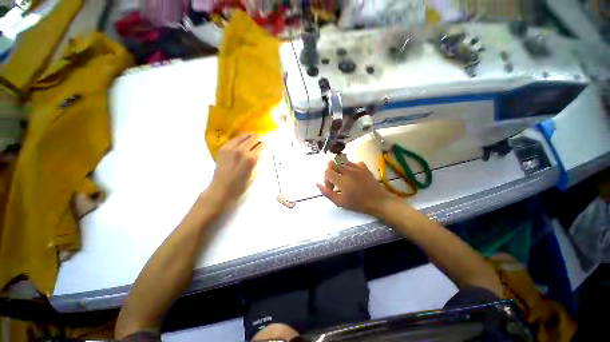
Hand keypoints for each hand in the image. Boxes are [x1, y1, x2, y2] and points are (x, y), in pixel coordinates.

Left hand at [207, 133, 264, 205]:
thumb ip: (259, 162)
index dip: (266, 146)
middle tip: (259, 145)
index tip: (266, 148)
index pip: (262, 144)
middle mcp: (241, 150)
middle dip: (259, 140)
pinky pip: (234, 139)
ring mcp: (231, 148)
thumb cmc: (241, 186)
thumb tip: (261, 154)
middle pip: (254, 137)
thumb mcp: (255, 175)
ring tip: (251, 142)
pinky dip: (240, 139)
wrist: (221, 190)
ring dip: (250, 137)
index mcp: (251, 158)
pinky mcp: (223, 148)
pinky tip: (241, 144)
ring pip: (244, 135)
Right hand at [317, 158, 398, 216]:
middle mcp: (347, 170)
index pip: (327, 172)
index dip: (326, 180)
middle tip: (336, 181)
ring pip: (342, 161)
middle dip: (331, 171)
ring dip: (339, 169)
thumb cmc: (358, 203)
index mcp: (341, 179)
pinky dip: (350, 167)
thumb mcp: (340, 202)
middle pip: (332, 163)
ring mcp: (356, 167)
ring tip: (344, 178)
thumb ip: (326, 192)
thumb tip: (317, 183)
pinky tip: (353, 175)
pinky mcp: (363, 166)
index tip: (332, 188)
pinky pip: (352, 163)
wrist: (378, 201)